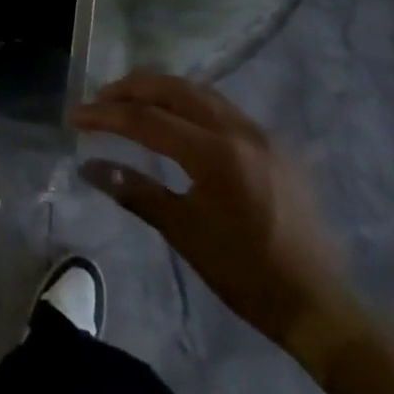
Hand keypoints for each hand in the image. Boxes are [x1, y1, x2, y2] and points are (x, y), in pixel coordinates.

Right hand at [73, 74, 355, 349]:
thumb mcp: (183, 232)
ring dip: (160, 90)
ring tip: (129, 99)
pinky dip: (188, 102)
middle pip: (175, 90)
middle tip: (99, 98)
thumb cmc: (245, 273)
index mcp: (216, 154)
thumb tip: (89, 167)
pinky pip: (221, 107)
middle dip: (132, 88)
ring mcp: (260, 133)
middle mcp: (239, 131)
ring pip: (200, 92)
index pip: (148, 120)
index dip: (107, 115)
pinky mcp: (272, 143)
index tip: (75, 116)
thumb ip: (134, 191)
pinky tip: (173, 116)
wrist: (318, 304)